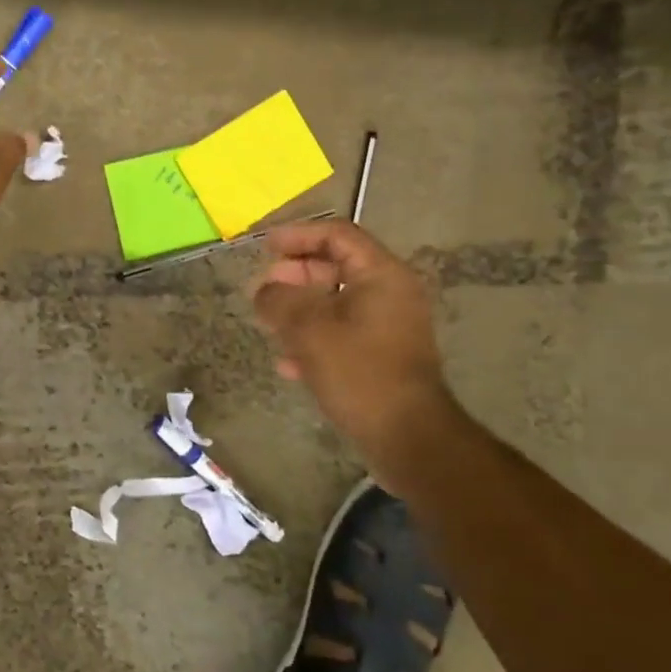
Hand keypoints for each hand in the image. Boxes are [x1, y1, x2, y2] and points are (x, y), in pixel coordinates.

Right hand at [252, 221, 459, 477]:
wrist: (407, 436)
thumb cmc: (359, 372)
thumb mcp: (309, 330)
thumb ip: (280, 300)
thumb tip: (264, 290)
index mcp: (381, 274)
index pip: (337, 235)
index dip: (298, 235)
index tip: (265, 246)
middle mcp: (390, 293)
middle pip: (336, 266)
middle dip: (295, 274)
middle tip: (263, 288)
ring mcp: (388, 326)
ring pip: (336, 302)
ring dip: (300, 308)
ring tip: (269, 323)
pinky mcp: (382, 356)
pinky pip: (343, 333)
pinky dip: (314, 338)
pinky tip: (288, 363)